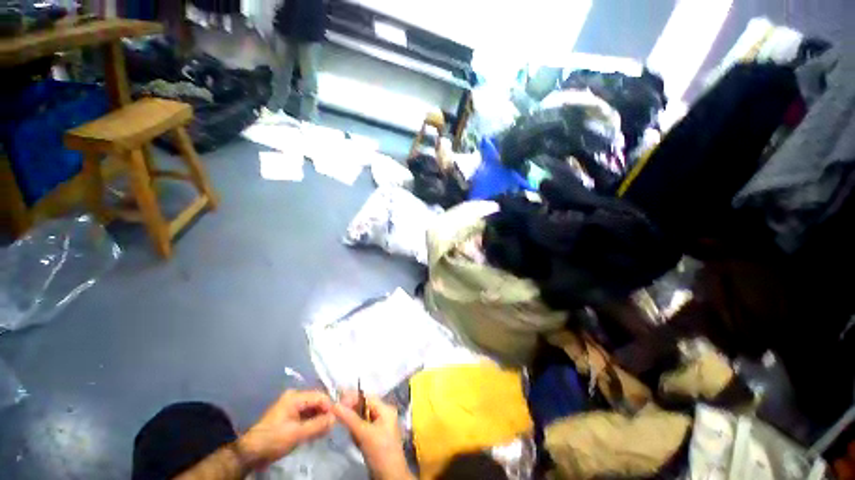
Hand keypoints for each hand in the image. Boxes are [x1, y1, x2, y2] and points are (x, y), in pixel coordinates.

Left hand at [237, 390, 334, 469]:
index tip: (336, 421)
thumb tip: (335, 418)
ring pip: (313, 409)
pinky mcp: (290, 416)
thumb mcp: (297, 434)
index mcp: (296, 396)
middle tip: (331, 428)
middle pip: (317, 401)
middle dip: (325, 413)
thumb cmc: (273, 440)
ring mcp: (292, 406)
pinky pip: (307, 415)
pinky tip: (316, 432)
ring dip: (319, 419)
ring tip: (324, 431)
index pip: (320, 397)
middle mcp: (295, 397)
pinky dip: (312, 422)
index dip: (330, 407)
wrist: (250, 453)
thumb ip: (317, 425)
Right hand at [333, 391, 413, 479]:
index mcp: (386, 408)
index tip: (336, 402)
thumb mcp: (364, 434)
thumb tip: (335, 404)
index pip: (367, 397)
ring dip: (352, 422)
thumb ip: (350, 418)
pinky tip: (353, 437)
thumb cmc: (380, 452)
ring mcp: (380, 425)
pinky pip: (362, 428)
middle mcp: (384, 413)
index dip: (352, 397)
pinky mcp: (374, 437)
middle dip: (351, 410)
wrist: (390, 476)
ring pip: (361, 417)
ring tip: (347, 428)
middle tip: (337, 414)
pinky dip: (355, 431)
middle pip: (364, 406)